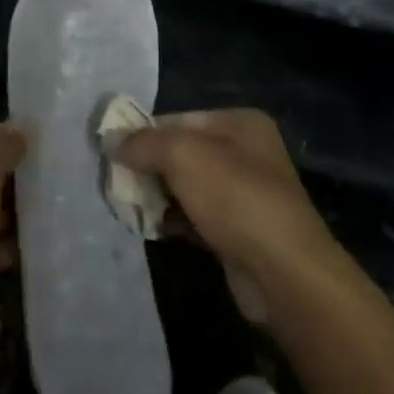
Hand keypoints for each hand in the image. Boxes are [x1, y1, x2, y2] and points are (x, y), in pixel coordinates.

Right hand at [115, 109, 343, 326]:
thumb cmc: (235, 198)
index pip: (178, 119)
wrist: (283, 274)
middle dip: (148, 167)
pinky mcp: (236, 232)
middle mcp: (245, 153)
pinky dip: (171, 220)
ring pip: (185, 187)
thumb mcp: (183, 155)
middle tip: (116, 182)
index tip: (112, 153)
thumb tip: (110, 139)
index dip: (143, 134)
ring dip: (156, 196)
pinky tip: (149, 227)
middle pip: (181, 152)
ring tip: (126, 206)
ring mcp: (243, 195)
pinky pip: (193, 217)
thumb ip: (144, 143)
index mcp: (240, 124)